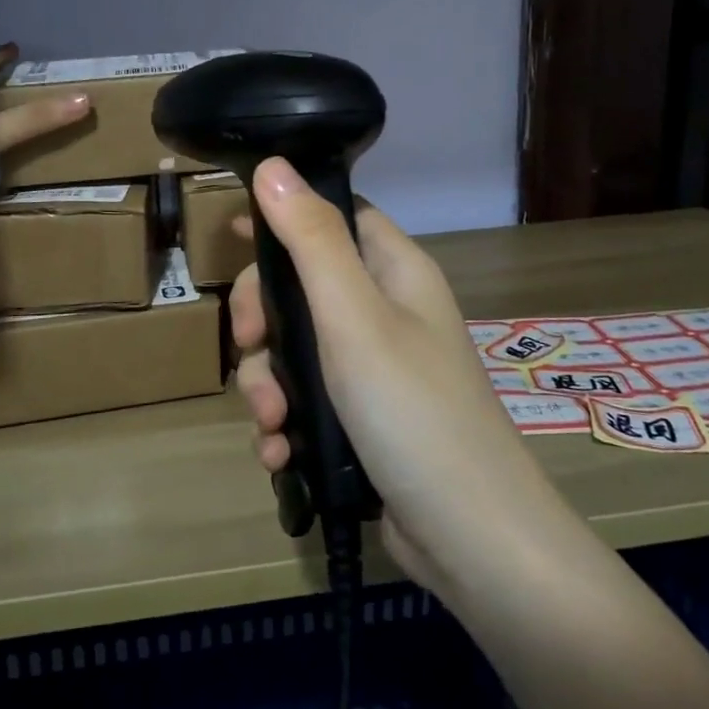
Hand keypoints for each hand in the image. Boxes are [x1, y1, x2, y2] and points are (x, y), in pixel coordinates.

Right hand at [230, 157, 545, 597]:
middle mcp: (386, 312)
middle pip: (302, 285)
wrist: (474, 542)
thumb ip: (311, 240)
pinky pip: (305, 401)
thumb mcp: (353, 317)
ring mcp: (374, 369)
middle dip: (263, 317)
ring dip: (266, 382)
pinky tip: (278, 453)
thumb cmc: (413, 411)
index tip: (234, 238)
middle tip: (249, 343)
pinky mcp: (361, 421)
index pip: (335, 217)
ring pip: (294, 349)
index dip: (286, 219)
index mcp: (395, 271)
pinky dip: (285, 423)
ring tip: (270, 423)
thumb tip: (274, 165)